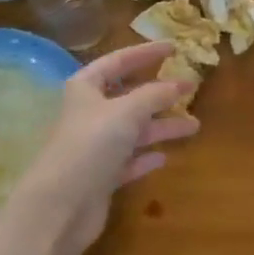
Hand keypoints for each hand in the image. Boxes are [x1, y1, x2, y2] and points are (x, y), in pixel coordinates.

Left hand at [11, 42, 198, 254]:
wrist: (59, 207)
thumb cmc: (90, 146)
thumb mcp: (127, 111)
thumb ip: (155, 95)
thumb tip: (181, 82)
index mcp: (85, 89)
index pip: (117, 61)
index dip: (145, 52)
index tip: (174, 48)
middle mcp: (89, 114)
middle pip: (128, 97)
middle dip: (159, 93)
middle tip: (191, 89)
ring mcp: (94, 148)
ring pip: (134, 130)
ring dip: (161, 127)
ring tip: (194, 126)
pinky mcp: (101, 178)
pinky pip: (129, 161)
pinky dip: (146, 157)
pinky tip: (164, 157)